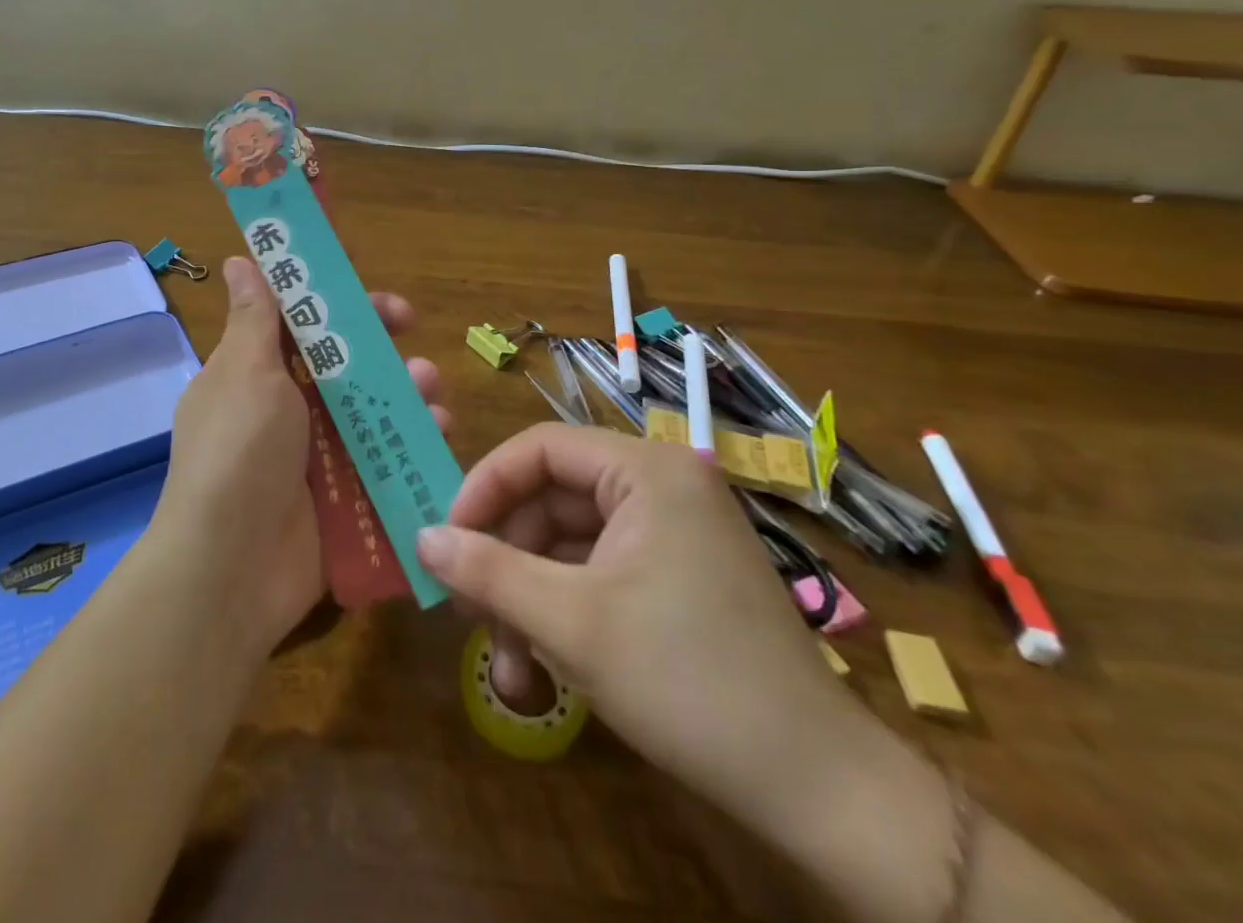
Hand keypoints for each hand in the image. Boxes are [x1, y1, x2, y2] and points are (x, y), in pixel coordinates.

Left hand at [151, 257, 447, 650]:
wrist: (232, 568)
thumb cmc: (238, 452)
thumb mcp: (245, 373)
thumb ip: (254, 317)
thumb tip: (238, 260)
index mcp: (253, 371)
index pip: (295, 317)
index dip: (327, 292)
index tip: (362, 270)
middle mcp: (284, 406)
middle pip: (338, 356)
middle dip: (376, 336)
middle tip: (408, 322)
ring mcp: (315, 450)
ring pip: (369, 403)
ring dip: (403, 385)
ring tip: (429, 385)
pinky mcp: (344, 491)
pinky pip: (384, 452)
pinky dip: (412, 435)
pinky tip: (438, 427)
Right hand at [416, 425, 862, 838]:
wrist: (820, 793)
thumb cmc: (688, 681)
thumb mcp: (571, 624)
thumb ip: (488, 571)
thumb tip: (421, 539)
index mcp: (645, 470)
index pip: (538, 449)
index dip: (483, 487)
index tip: (446, 539)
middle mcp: (660, 486)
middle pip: (551, 501)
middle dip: (505, 561)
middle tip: (467, 612)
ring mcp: (672, 533)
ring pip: (569, 545)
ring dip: (530, 601)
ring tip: (509, 668)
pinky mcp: (676, 577)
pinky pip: (599, 574)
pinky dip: (564, 615)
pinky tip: (545, 672)